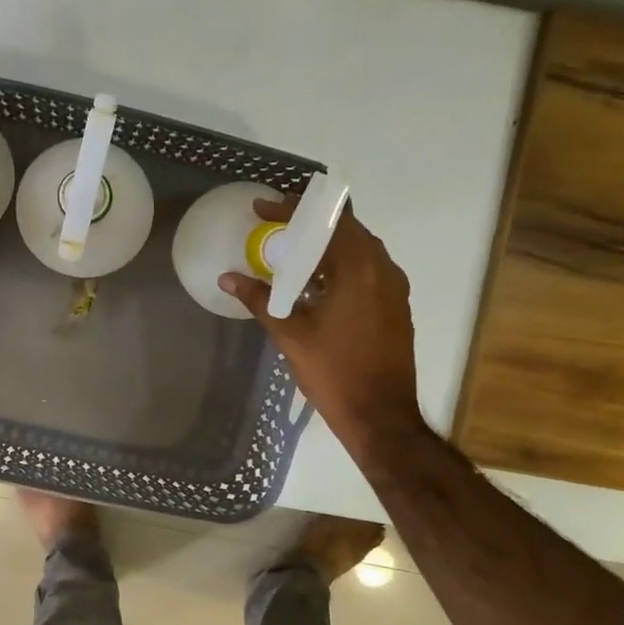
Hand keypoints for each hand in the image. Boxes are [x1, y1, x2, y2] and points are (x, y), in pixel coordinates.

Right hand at [220, 197, 427, 460]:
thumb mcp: (290, 335)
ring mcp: (393, 288)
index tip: (262, 208)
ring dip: (326, 246)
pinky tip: (316, 284)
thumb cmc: (334, 373)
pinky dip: (340, 266)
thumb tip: (228, 277)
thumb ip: (260, 300)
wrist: (381, 416)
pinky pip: (367, 271)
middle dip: (309, 224)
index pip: (326, 220)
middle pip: (345, 229)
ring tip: (291, 253)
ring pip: (358, 250)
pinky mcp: (395, 306)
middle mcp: (382, 269)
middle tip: (274, 226)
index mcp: (359, 269)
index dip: (292, 209)